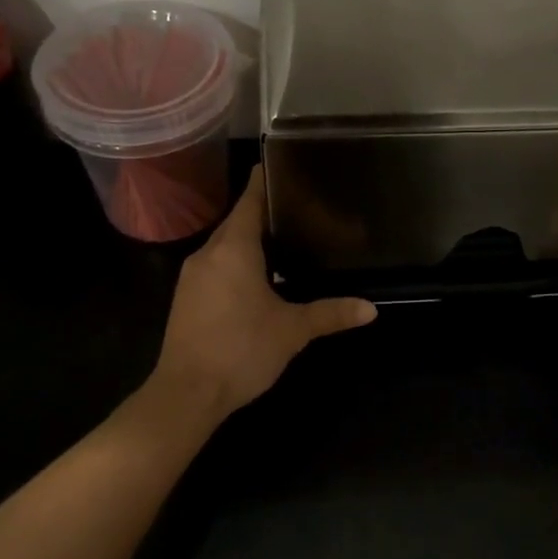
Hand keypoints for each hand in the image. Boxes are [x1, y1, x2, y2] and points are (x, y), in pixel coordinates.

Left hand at [150, 168, 376, 425]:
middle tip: (298, 205)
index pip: (248, 201)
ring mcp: (192, 276)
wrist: (186, 394)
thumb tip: (371, 309)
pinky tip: (258, 275)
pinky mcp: (186, 298)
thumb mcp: (292, 331)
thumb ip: (330, 314)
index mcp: (233, 250)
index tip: (282, 164)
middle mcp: (208, 254)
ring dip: (249, 239)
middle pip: (236, 221)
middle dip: (263, 212)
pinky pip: (215, 265)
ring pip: (224, 245)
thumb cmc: (241, 350)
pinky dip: (236, 261)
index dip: (264, 181)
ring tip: (284, 237)